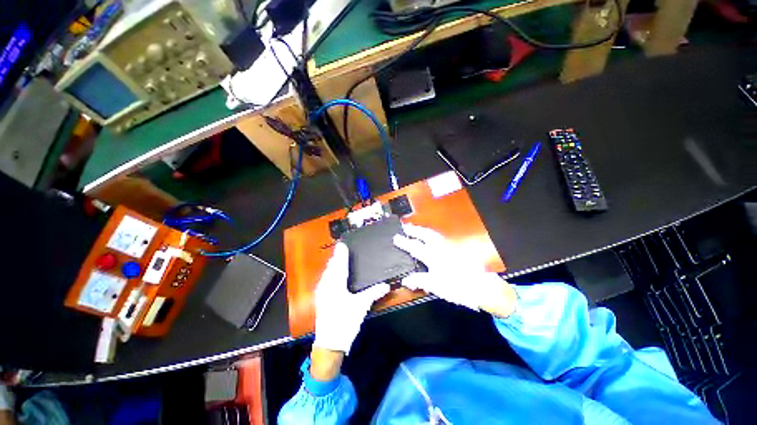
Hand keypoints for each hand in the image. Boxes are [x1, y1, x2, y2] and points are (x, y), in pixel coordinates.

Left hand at [313, 243, 389, 353]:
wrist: (329, 343)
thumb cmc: (345, 322)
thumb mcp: (361, 307)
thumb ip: (373, 293)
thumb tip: (387, 285)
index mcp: (336, 284)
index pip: (339, 264)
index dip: (341, 253)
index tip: (342, 244)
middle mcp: (326, 285)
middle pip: (331, 267)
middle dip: (336, 257)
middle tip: (342, 249)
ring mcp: (321, 292)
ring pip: (326, 273)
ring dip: (332, 265)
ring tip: (338, 259)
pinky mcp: (320, 298)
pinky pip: (324, 280)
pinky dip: (329, 273)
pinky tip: (333, 275)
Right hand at [393, 224, 516, 317]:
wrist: (482, 286)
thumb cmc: (458, 287)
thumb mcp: (437, 287)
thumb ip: (420, 281)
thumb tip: (406, 280)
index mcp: (434, 257)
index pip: (416, 247)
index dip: (404, 242)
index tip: (396, 237)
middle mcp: (441, 249)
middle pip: (426, 235)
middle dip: (415, 230)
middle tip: (405, 226)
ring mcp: (449, 248)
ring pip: (434, 234)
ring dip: (423, 230)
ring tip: (416, 229)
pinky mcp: (456, 250)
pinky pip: (440, 238)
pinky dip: (432, 235)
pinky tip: (431, 238)